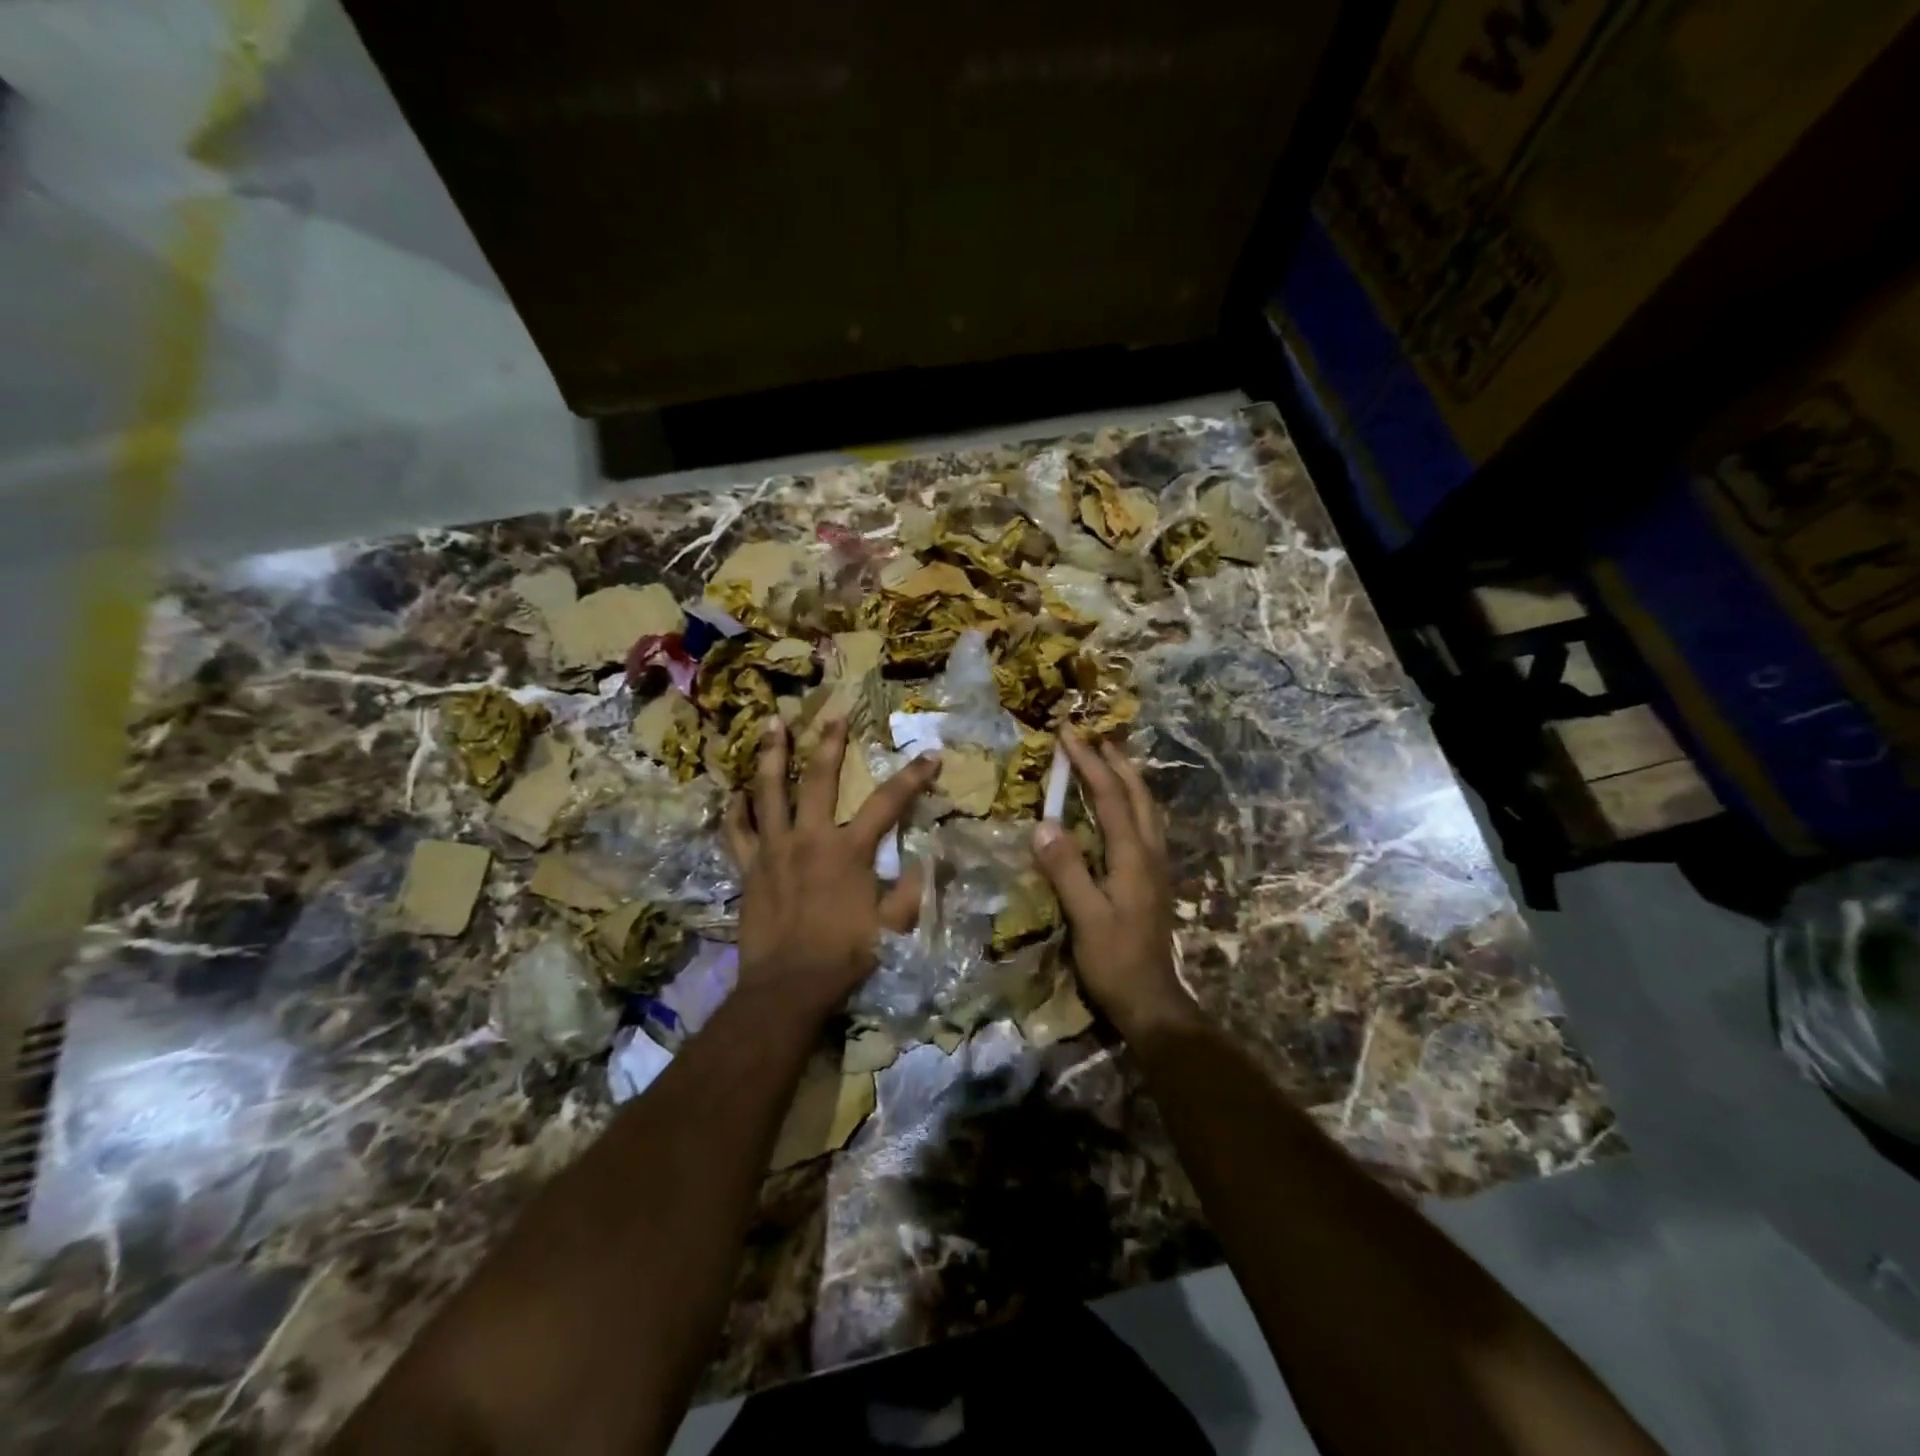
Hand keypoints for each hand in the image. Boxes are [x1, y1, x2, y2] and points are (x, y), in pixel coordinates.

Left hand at [722, 716, 937, 1017]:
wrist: (788, 986)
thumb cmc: (844, 954)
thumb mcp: (892, 926)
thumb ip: (911, 891)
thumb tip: (929, 863)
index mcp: (849, 850)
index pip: (887, 803)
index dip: (912, 778)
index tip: (930, 757)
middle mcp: (809, 838)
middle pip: (819, 778)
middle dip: (829, 742)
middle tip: (834, 714)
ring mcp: (773, 850)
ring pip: (769, 791)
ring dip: (772, 755)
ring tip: (772, 724)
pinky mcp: (748, 868)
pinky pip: (736, 832)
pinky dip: (735, 810)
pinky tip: (736, 792)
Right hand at [1032, 733, 1193, 1038]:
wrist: (1152, 1001)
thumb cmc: (1115, 962)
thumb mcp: (1085, 918)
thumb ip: (1067, 871)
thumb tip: (1043, 824)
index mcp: (1133, 857)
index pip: (1110, 797)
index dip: (1089, 764)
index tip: (1068, 734)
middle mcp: (1150, 852)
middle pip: (1137, 794)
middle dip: (1114, 761)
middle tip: (1092, 737)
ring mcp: (1156, 866)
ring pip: (1146, 807)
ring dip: (1128, 777)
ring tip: (1109, 759)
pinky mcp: (1153, 879)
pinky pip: (1145, 824)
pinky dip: (1132, 801)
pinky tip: (1122, 807)